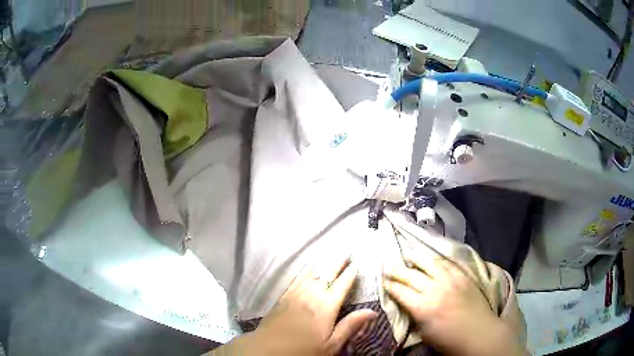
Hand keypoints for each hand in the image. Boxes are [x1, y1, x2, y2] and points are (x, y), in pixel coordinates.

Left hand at [211, 257, 376, 355]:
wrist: (269, 348)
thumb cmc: (304, 349)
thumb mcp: (331, 344)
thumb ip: (350, 326)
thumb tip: (372, 311)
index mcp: (326, 306)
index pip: (342, 285)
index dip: (350, 274)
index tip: (357, 264)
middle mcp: (312, 294)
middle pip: (327, 274)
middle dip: (338, 262)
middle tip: (346, 252)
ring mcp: (296, 293)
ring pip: (312, 273)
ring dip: (324, 263)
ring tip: (331, 255)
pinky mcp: (284, 296)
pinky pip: (298, 277)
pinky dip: (307, 270)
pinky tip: (309, 267)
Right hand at [383, 257, 526, 355]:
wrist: (479, 334)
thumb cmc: (449, 340)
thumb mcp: (425, 332)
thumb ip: (414, 315)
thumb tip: (407, 303)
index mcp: (423, 307)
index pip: (401, 291)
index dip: (390, 286)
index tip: (383, 282)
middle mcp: (435, 289)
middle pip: (411, 275)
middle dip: (397, 271)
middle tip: (388, 267)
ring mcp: (451, 280)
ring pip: (429, 263)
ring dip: (416, 259)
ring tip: (408, 255)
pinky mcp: (463, 276)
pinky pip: (447, 263)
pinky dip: (436, 260)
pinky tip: (432, 259)